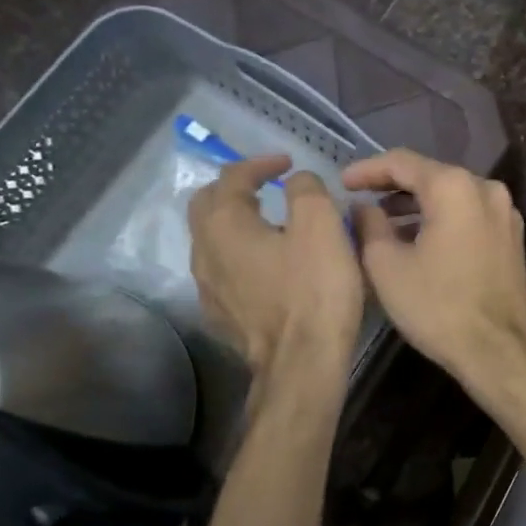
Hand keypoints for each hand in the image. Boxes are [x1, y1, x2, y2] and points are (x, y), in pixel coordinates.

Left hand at [188, 156, 363, 373]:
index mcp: (225, 224)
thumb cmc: (314, 290)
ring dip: (236, 224)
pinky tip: (265, 268)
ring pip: (212, 241)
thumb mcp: (321, 226)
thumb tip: (297, 181)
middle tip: (267, 188)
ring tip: (269, 226)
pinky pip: (222, 272)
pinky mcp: (220, 316)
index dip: (260, 163)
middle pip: (207, 206)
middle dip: (235, 189)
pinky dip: (239, 256)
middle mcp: (204, 251)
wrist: (301, 361)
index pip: (232, 177)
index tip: (288, 164)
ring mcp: (207, 287)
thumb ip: (307, 190)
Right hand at [342, 151, 525, 384]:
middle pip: (430, 175)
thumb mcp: (386, 266)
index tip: (342, 183)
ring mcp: (505, 213)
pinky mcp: (512, 237)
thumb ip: (368, 225)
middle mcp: (486, 189)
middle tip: (361, 200)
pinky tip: (419, 239)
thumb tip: (363, 207)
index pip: (401, 162)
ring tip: (384, 223)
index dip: (367, 170)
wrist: (499, 350)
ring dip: (417, 205)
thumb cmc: (437, 307)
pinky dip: (442, 219)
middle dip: (393, 187)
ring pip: (452, 196)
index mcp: (454, 187)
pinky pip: (469, 215)